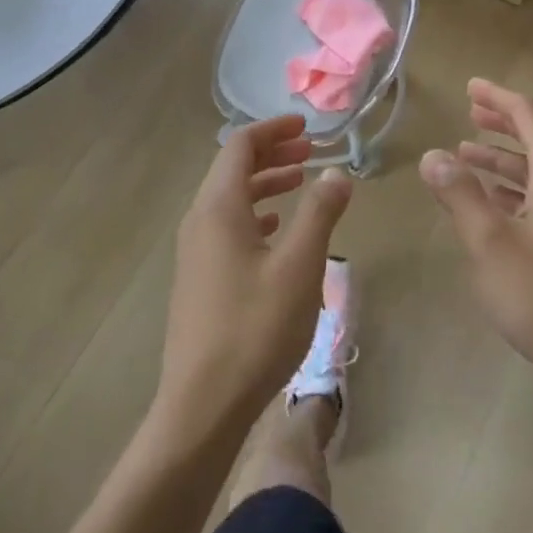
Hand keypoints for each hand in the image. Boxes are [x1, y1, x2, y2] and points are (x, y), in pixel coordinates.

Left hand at [156, 115, 352, 440]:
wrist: (202, 406)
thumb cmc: (255, 328)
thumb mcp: (301, 266)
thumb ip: (320, 213)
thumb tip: (336, 172)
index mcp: (219, 207)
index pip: (240, 146)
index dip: (274, 129)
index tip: (307, 126)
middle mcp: (200, 221)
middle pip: (232, 168)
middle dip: (272, 153)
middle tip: (310, 150)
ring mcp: (195, 252)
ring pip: (230, 199)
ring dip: (265, 183)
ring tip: (300, 182)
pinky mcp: (199, 279)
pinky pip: (227, 227)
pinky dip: (255, 214)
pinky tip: (276, 230)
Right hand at [420, 79, 532, 394]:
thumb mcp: (490, 243)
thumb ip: (460, 194)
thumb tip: (432, 155)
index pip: (531, 117)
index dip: (499, 98)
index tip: (470, 87)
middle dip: (503, 122)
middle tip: (469, 111)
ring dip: (505, 157)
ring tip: (466, 154)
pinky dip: (516, 186)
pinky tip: (492, 201)